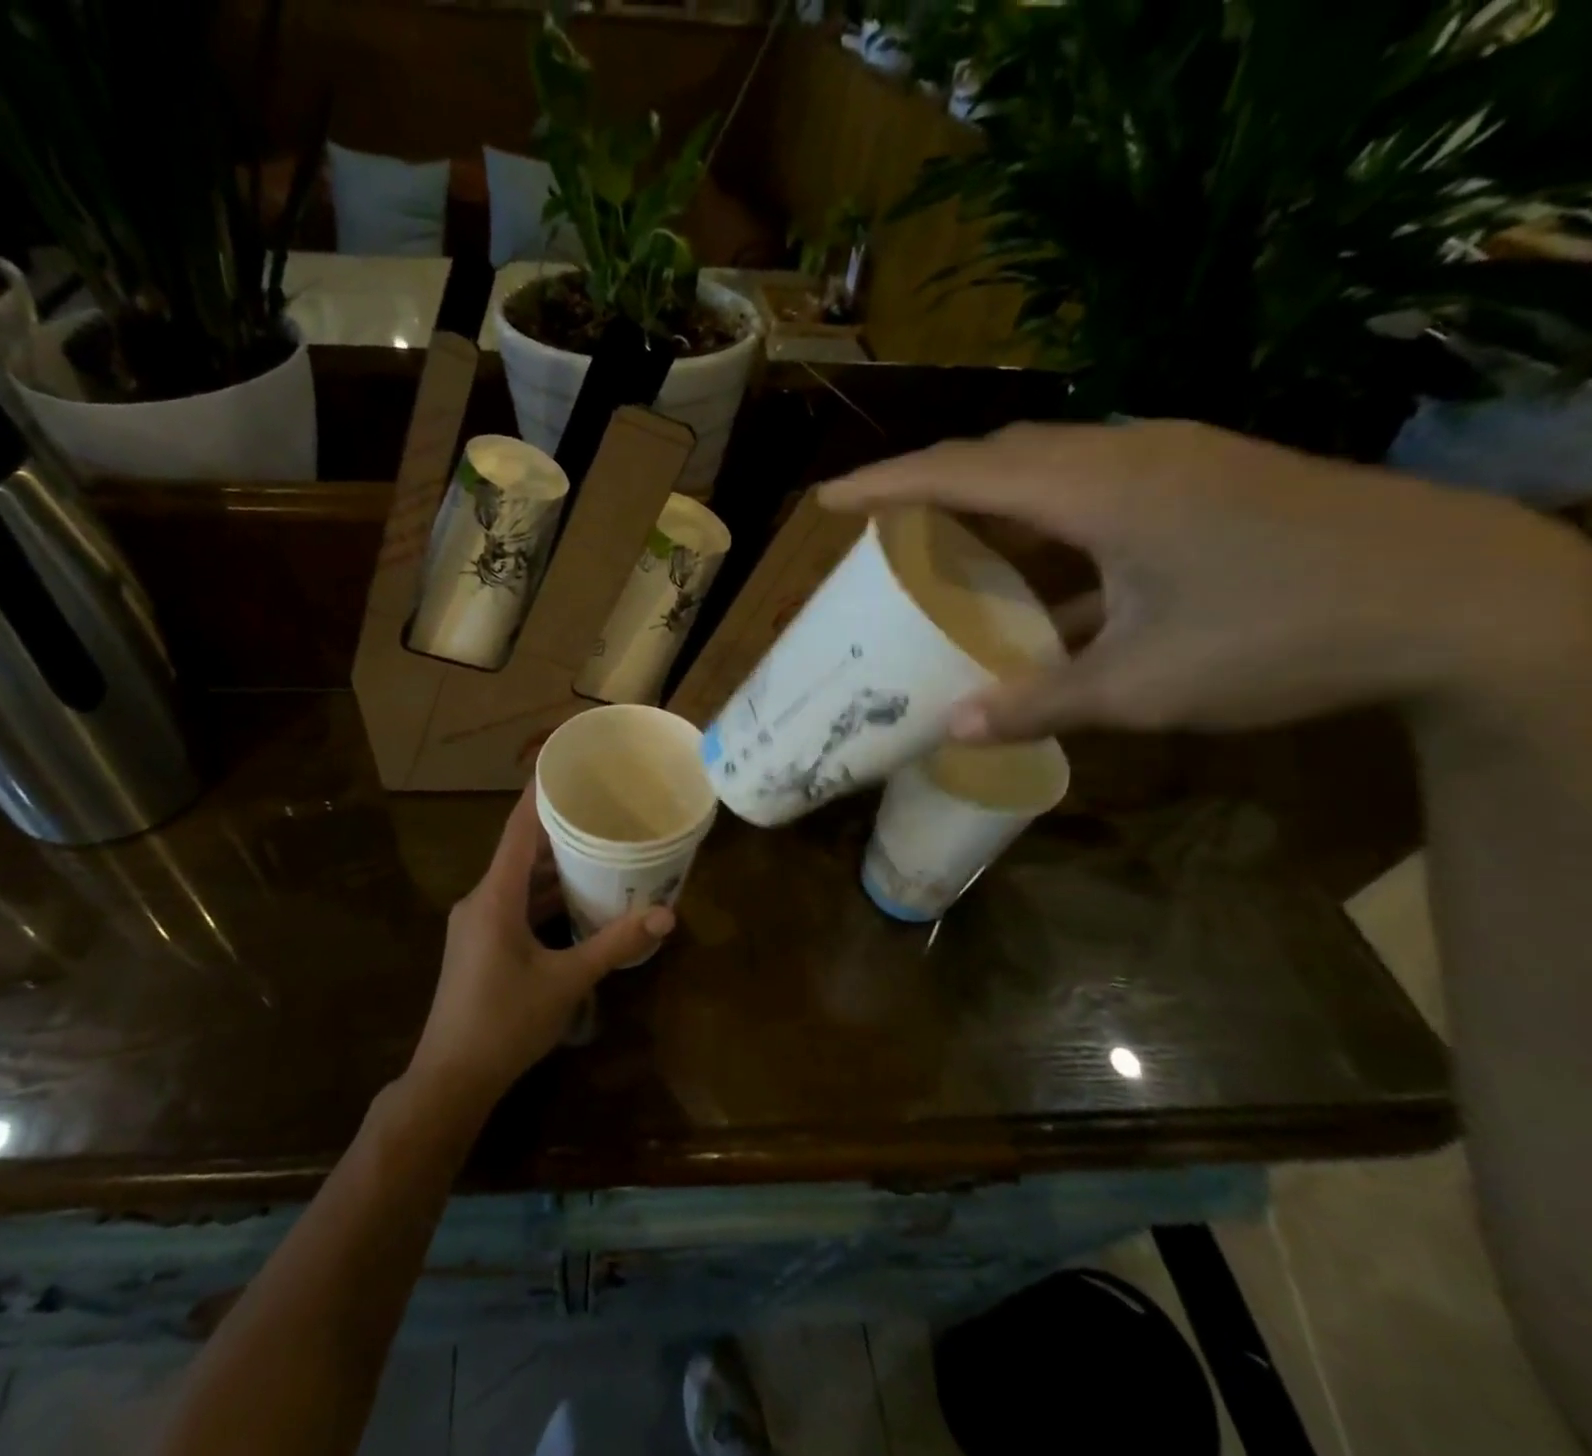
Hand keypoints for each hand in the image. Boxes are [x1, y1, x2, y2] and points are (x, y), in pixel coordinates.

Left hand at [406, 787, 673, 1111]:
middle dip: (558, 830)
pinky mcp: (481, 946)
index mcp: (494, 896)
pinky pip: (515, 906)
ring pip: (519, 882)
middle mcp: (481, 900)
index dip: (539, 794)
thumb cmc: (505, 1022)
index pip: (517, 829)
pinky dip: (544, 897)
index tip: (565, 765)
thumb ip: (614, 944)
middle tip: (600, 808)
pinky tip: (576, 898)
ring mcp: (478, 924)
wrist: (451, 1079)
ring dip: (553, 867)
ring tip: (597, 846)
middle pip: (520, 851)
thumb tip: (666, 915)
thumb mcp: (566, 982)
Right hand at [820, 420, 1591, 742]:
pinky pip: (1093, 481)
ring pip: (1049, 459)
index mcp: (1101, 490)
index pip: (965, 471)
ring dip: (987, 490)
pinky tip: (1040, 566)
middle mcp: (1129, 454)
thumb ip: (1039, 704)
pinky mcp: (1205, 478)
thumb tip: (952, 730)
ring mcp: (1174, 460)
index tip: (828, 500)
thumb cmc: (1288, 636)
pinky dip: (1043, 512)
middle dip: (929, 477)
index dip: (888, 483)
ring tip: (943, 530)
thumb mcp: (1145, 686)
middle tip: (878, 518)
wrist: (1467, 599)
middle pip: (1002, 450)